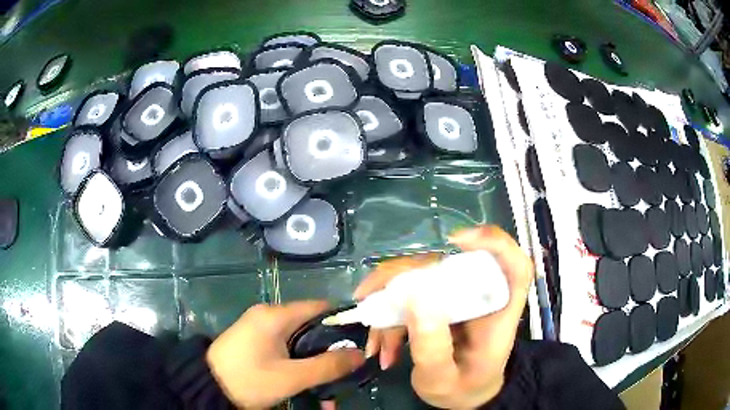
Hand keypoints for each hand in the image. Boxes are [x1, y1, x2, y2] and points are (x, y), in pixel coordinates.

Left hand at [206, 301, 365, 408]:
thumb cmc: (249, 379)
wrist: (206, 387)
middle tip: (346, 371)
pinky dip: (299, 364)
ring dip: (315, 363)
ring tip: (328, 388)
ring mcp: (260, 329)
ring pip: (299, 342)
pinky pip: (285, 349)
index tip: (360, 342)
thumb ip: (327, 366)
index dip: (342, 322)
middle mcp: (268, 316)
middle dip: (330, 351)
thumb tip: (360, 354)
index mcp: (275, 315)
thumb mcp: (291, 377)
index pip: (319, 308)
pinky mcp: (255, 342)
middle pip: (310, 327)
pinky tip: (307, 384)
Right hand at [354, 226, 533, 408]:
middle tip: (368, 301)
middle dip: (402, 277)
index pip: (514, 265)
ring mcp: (460, 296)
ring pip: (421, 277)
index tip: (454, 242)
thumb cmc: (462, 388)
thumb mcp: (442, 379)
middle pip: (448, 263)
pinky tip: (380, 346)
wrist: (463, 395)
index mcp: (499, 313)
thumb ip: (431, 346)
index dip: (493, 242)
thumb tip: (413, 293)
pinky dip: (389, 316)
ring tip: (376, 344)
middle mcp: (481, 296)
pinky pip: (410, 294)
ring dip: (388, 304)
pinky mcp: (441, 301)